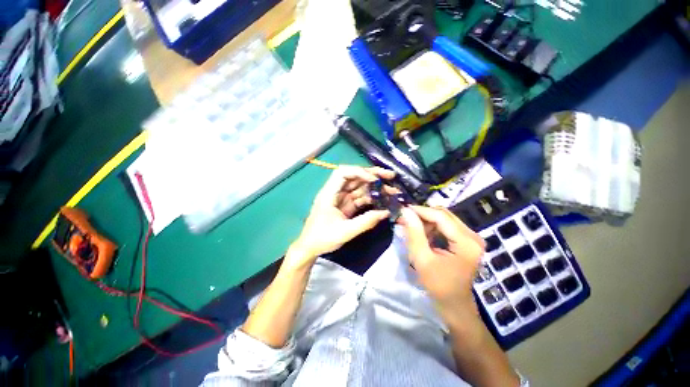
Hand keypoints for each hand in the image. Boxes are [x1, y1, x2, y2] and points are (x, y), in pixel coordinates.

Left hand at [287, 166, 395, 269]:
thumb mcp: (345, 231)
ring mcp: (341, 199)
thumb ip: (366, 222)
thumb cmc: (322, 238)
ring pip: (359, 187)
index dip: (359, 172)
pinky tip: (383, 200)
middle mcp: (335, 192)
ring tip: (392, 189)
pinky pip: (359, 198)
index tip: (374, 179)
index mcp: (329, 193)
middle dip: (372, 175)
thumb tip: (386, 212)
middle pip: (354, 177)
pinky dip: (371, 198)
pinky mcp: (345, 206)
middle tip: (390, 176)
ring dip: (374, 187)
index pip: (342, 173)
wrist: (310, 248)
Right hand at [399, 206, 484, 319]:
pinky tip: (421, 233)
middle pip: (444, 215)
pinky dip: (432, 227)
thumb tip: (405, 212)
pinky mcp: (466, 241)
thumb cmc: (438, 286)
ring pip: (444, 218)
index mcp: (466, 242)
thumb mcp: (422, 259)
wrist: (454, 305)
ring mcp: (471, 238)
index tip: (402, 210)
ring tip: (410, 226)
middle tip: (404, 218)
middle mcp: (472, 236)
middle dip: (422, 214)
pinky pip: (446, 226)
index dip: (420, 211)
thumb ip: (414, 234)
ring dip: (426, 220)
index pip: (440, 216)